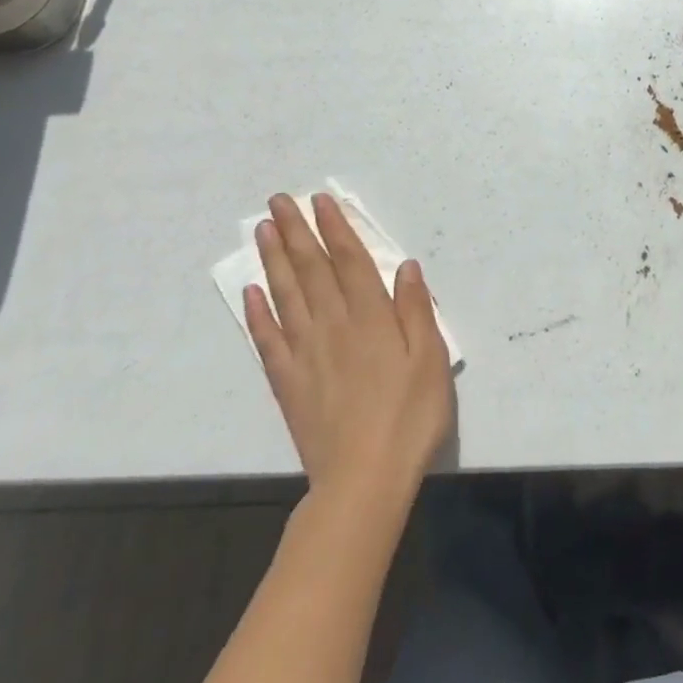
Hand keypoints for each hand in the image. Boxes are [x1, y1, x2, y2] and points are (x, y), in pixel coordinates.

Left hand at [246, 194, 455, 505]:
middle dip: (296, 232)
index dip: (335, 228)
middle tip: (278, 201)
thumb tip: (405, 266)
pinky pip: (268, 341)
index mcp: (371, 318)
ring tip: (262, 230)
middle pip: (311, 270)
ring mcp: (306, 354)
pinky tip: (251, 293)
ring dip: (273, 260)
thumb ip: (415, 310)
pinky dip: (258, 314)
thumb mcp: (431, 360)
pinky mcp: (288, 383)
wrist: (364, 481)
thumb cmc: (409, 418)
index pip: (349, 261)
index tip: (319, 201)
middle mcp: (333, 326)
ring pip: (286, 296)